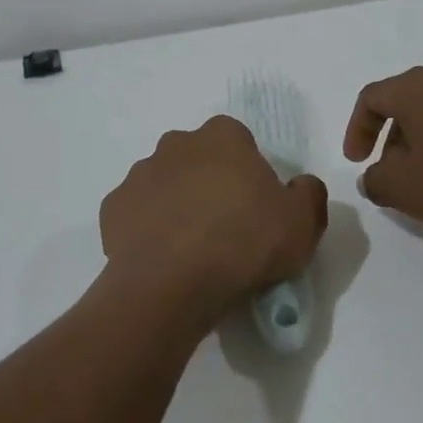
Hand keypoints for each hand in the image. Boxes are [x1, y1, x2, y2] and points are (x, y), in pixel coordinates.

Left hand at [100, 116, 327, 331]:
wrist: (170, 285)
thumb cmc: (243, 243)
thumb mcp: (302, 223)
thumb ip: (309, 194)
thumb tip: (301, 185)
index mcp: (222, 137)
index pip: (238, 140)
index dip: (248, 171)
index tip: (255, 205)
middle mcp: (176, 144)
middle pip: (198, 158)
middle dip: (209, 182)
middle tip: (225, 226)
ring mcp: (139, 174)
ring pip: (164, 183)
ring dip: (176, 204)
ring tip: (191, 248)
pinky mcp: (112, 208)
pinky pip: (136, 213)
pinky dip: (147, 229)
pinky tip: (162, 258)